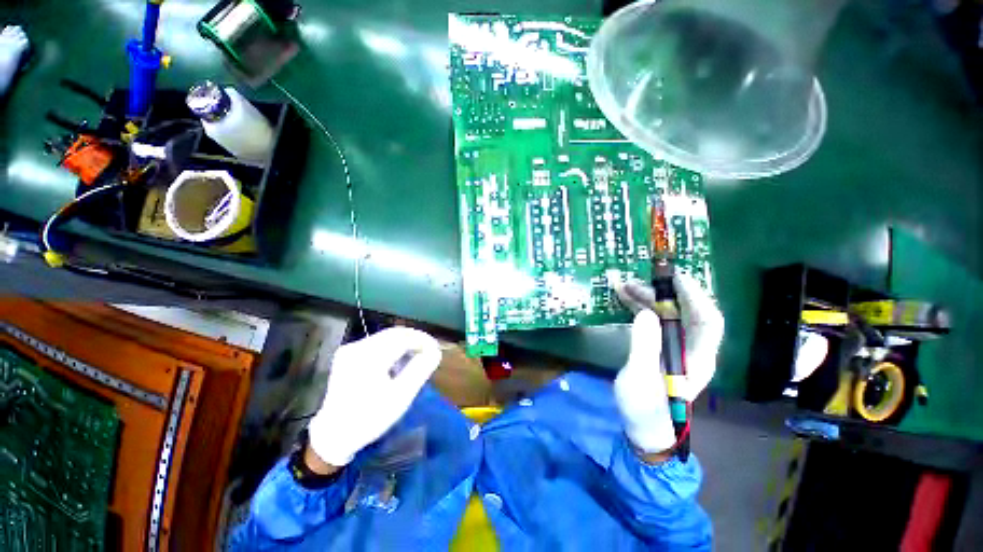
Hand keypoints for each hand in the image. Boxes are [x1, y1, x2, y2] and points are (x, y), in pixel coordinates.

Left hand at [307, 327, 440, 466]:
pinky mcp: (347, 354)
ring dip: (404, 342)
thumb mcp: (400, 397)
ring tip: (417, 355)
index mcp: (369, 357)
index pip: (403, 338)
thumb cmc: (371, 418)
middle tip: (430, 351)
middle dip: (415, 339)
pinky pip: (376, 343)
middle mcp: (357, 347)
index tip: (436, 349)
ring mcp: (350, 350)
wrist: (335, 435)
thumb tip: (435, 351)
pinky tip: (399, 359)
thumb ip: (420, 370)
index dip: (423, 340)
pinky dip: (392, 347)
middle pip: (394, 334)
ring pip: (385, 336)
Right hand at [613, 273, 723, 454]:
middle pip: (684, 313)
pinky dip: (640, 308)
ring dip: (647, 299)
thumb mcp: (641, 379)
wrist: (642, 427)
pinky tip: (624, 300)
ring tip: (623, 287)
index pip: (708, 321)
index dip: (695, 296)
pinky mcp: (660, 347)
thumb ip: (644, 346)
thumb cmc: (645, 408)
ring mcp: (674, 347)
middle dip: (661, 294)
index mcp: (697, 358)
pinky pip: (654, 321)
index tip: (674, 277)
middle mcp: (690, 349)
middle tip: (635, 282)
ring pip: (667, 314)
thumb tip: (645, 312)